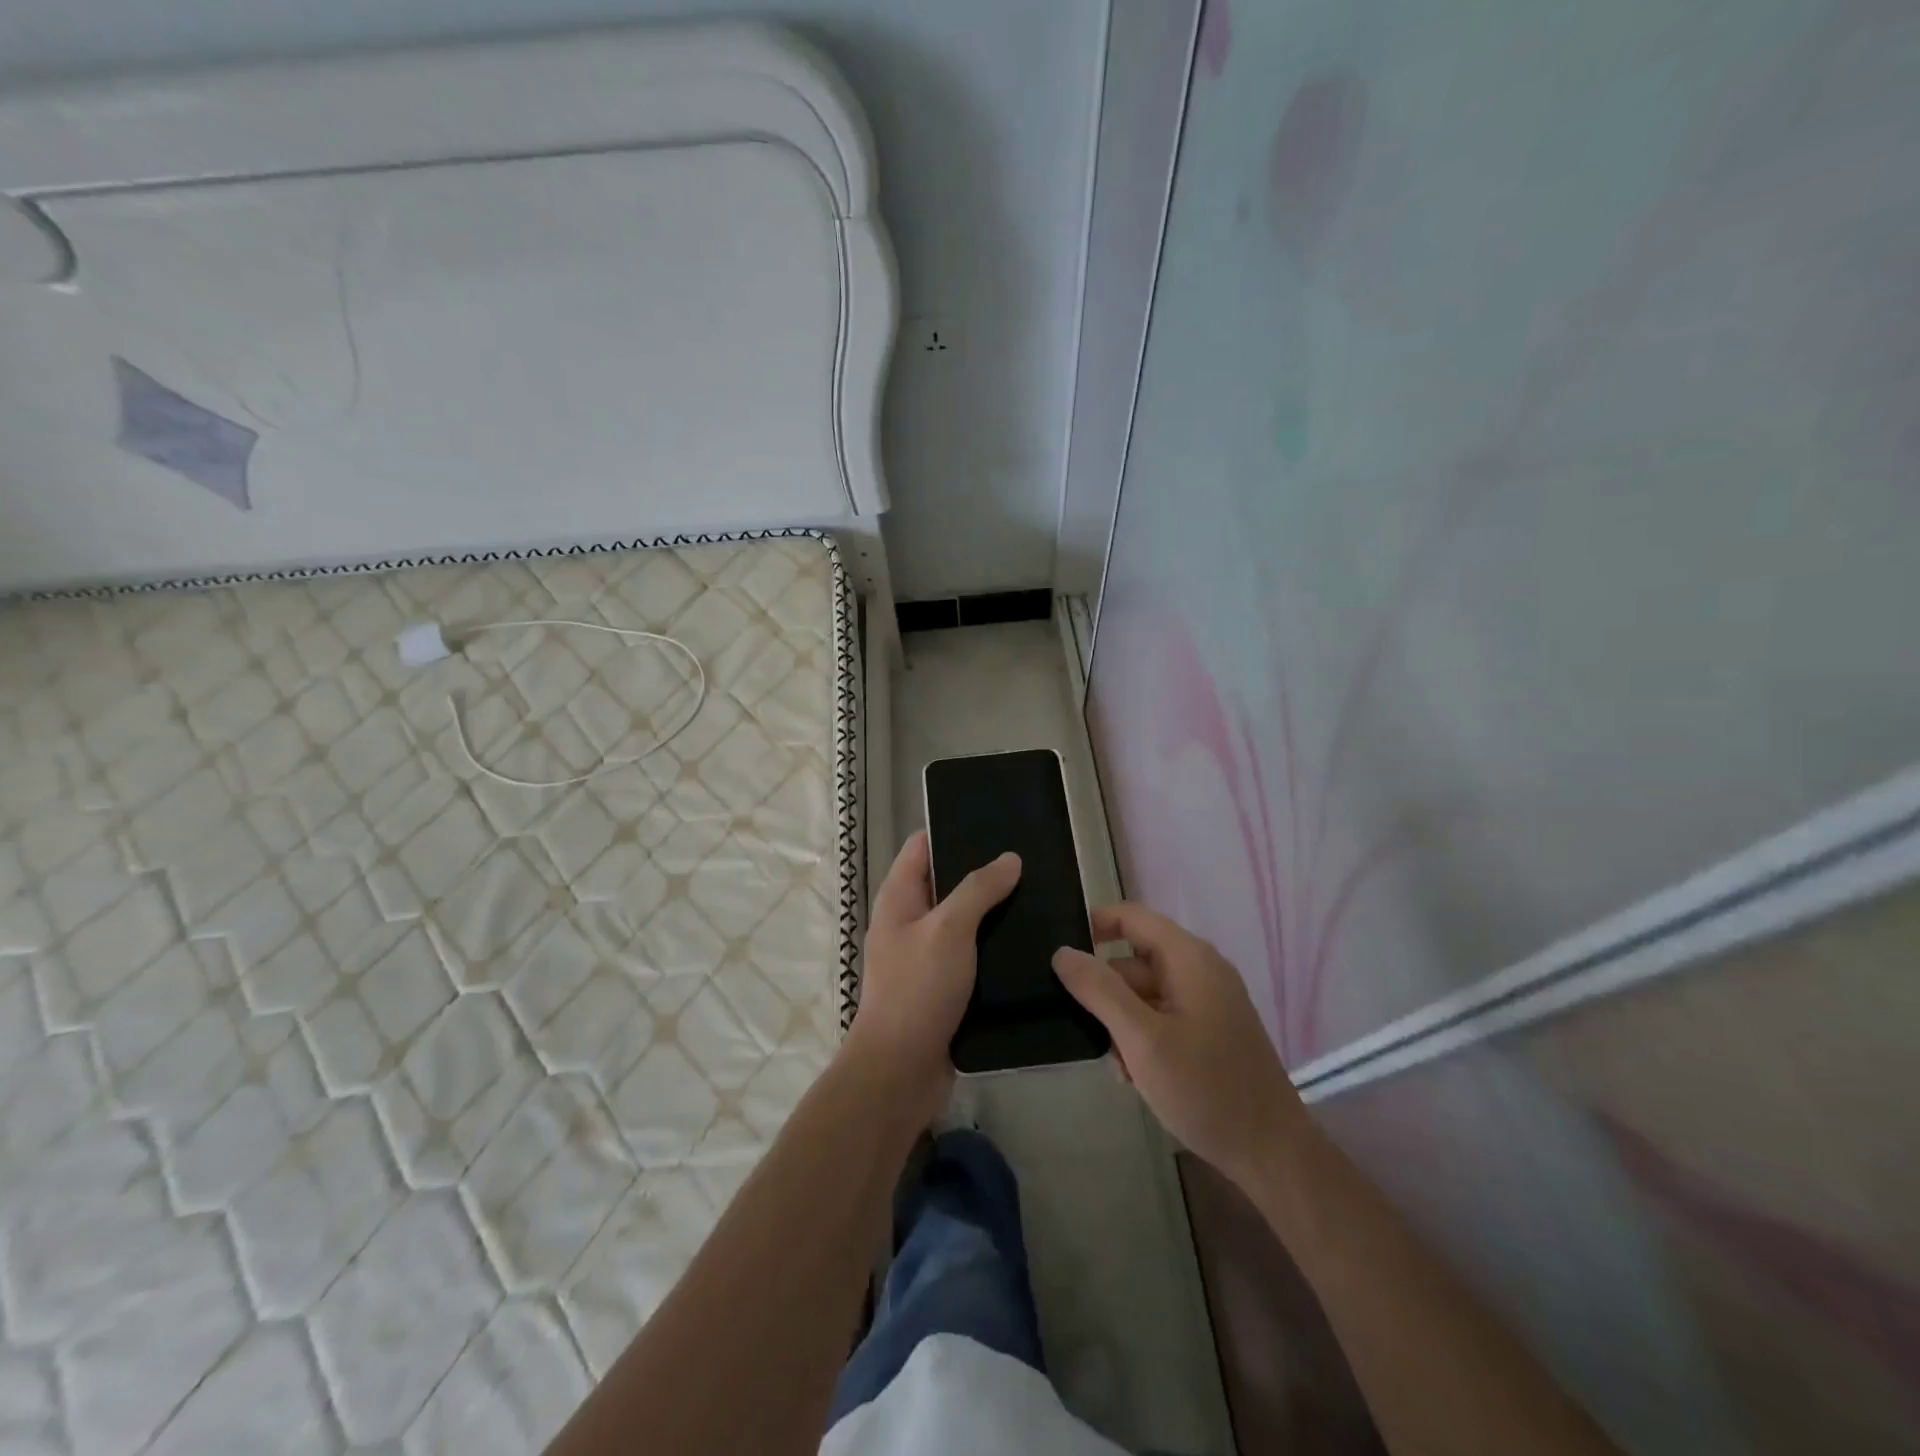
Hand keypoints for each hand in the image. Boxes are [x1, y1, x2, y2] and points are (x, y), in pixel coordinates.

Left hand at [846, 832, 1020, 1126]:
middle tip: (1029, 862)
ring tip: (1038, 897)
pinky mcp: (943, 986)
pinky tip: (1028, 942)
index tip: (995, 824)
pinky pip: (971, 954)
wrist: (901, 1071)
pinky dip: (993, 946)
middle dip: (982, 872)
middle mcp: (908, 921)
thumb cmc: (918, 989)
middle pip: (945, 882)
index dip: (952, 831)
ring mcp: (925, 955)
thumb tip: (1009, 858)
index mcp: (898, 898)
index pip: (922, 847)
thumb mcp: (948, 930)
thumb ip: (978, 890)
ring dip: (992, 911)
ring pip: (962, 921)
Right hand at [1054, 902, 1308, 1184]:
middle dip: (1105, 991)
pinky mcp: (1210, 1031)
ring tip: (1116, 1066)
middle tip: (1080, 1028)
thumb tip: (1062, 952)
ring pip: (1144, 994)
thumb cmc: (1205, 1089)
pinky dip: (1142, 1038)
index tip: (1058, 954)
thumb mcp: (1142, 1039)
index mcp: (1189, 958)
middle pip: (1134, 960)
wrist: (1272, 1154)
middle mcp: (1200, 970)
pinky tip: (1135, 1076)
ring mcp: (1207, 1002)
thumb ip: (1100, 990)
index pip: (1131, 917)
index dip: (1093, 925)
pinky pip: (1162, 1018)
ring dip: (1121, 1023)